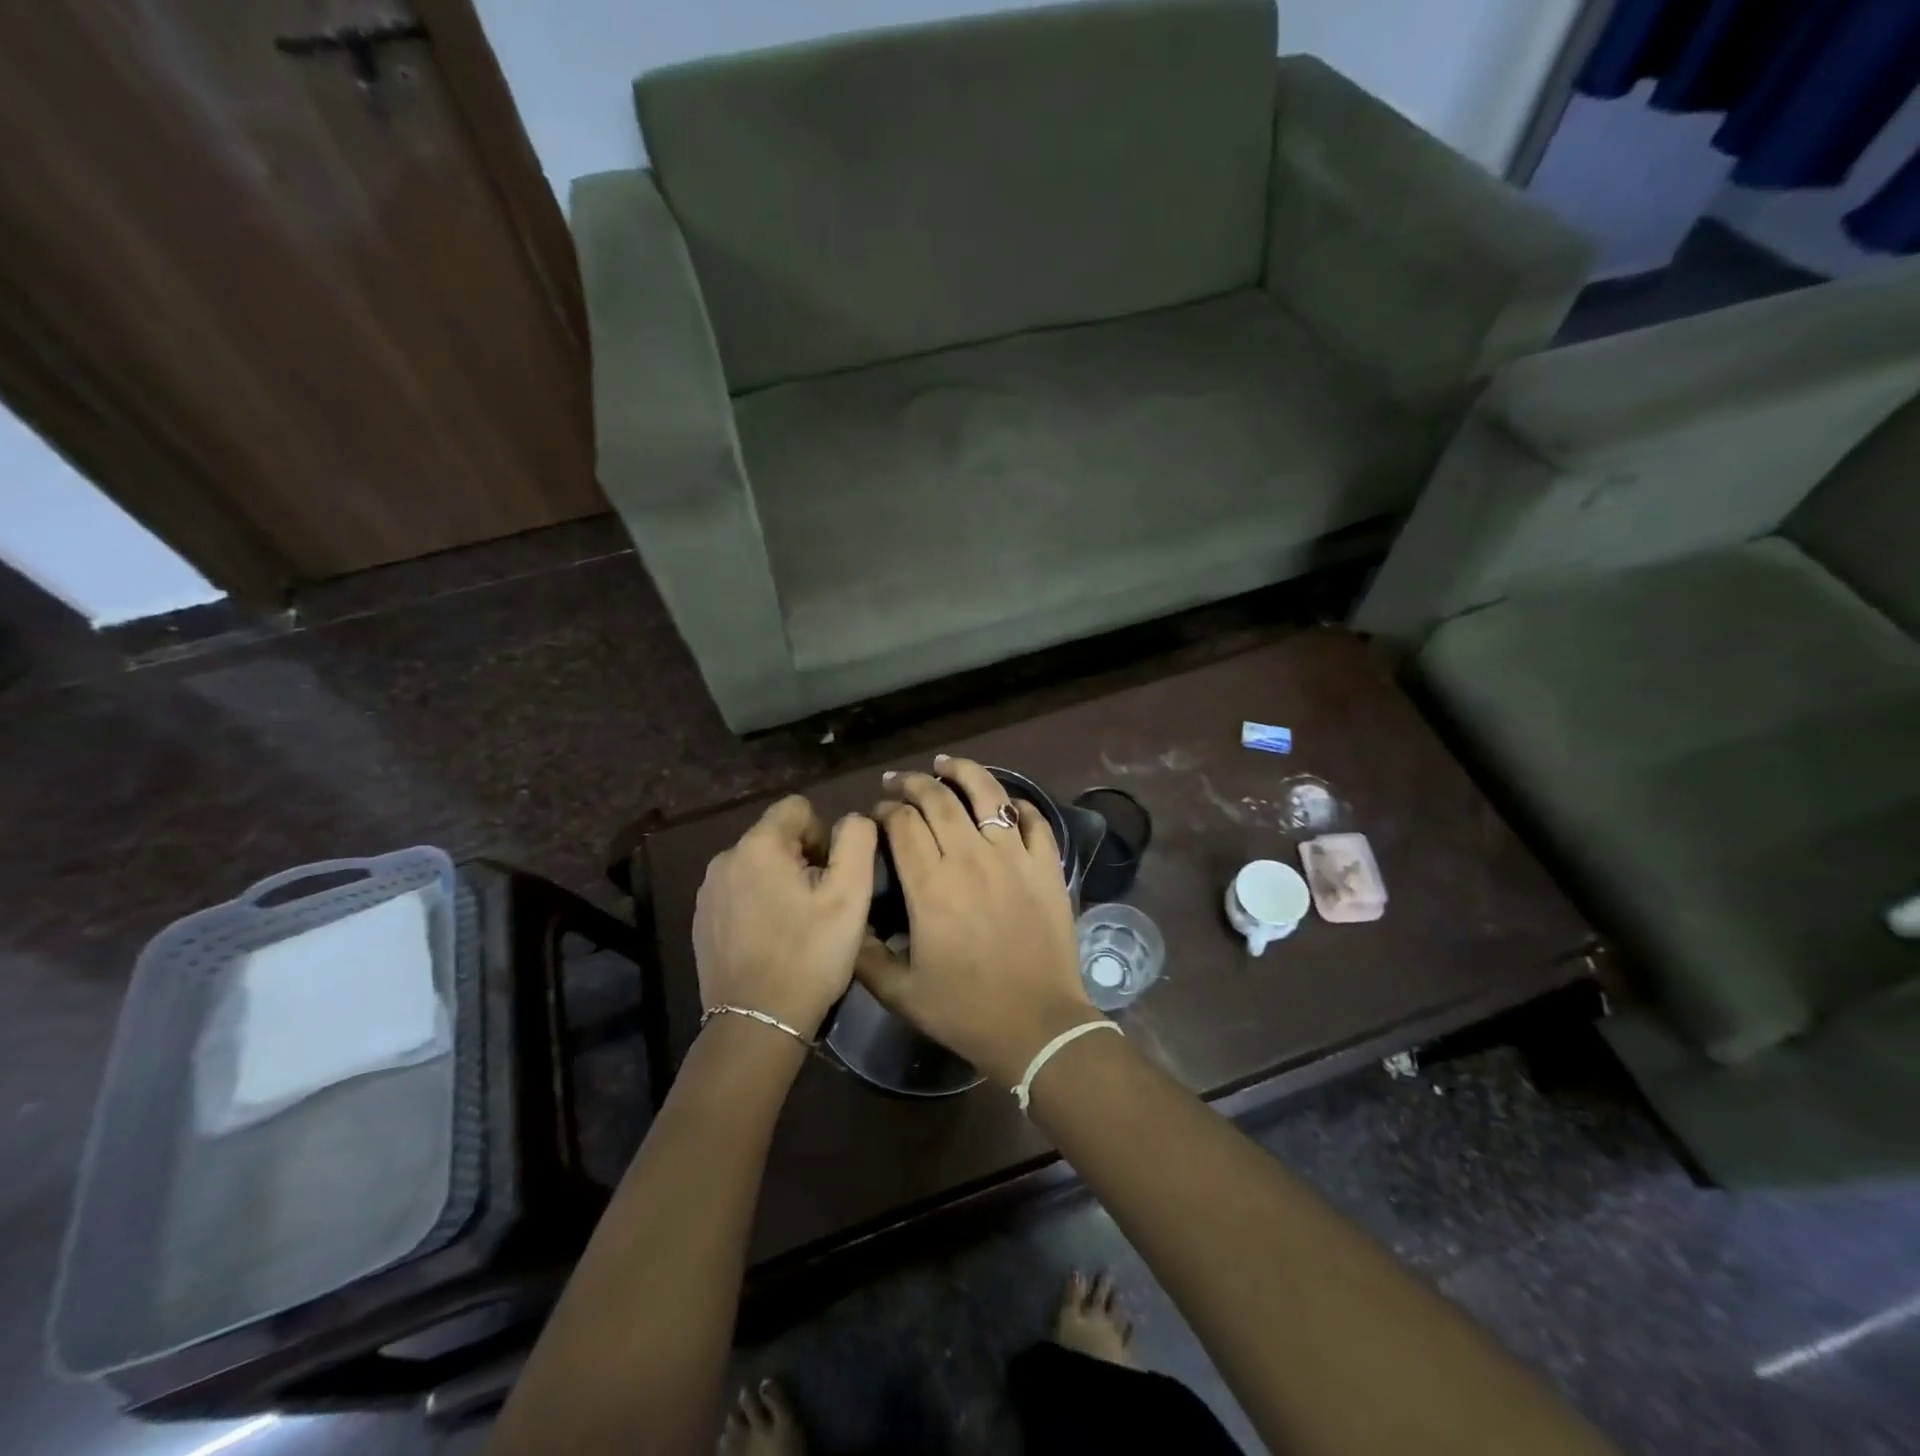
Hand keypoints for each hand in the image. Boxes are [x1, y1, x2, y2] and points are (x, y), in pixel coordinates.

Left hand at [693, 796, 877, 1040]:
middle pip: (777, 836)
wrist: (757, 1023)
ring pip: (758, 865)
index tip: (831, 876)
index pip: (798, 808)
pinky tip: (772, 940)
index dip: (823, 835)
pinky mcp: (701, 920)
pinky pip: (739, 892)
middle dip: (803, 860)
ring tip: (797, 924)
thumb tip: (851, 821)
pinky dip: (759, 904)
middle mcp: (725, 858)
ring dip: (781, 882)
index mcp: (758, 845)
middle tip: (819, 905)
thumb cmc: (810, 954)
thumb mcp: (850, 895)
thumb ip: (856, 839)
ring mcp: (708, 891)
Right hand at [856, 756, 1099, 1086]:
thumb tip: (849, 918)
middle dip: (913, 783)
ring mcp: (1015, 858)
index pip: (902, 824)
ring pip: (988, 795)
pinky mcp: (1047, 867)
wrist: (1038, 1027)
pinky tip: (1004, 803)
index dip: (885, 811)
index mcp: (931, 886)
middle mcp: (971, 859)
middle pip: (939, 799)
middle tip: (900, 782)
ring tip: (947, 763)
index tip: (877, 813)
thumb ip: (864, 954)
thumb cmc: (965, 1011)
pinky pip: (1034, 820)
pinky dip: (1017, 804)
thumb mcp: (899, 992)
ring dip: (964, 771)